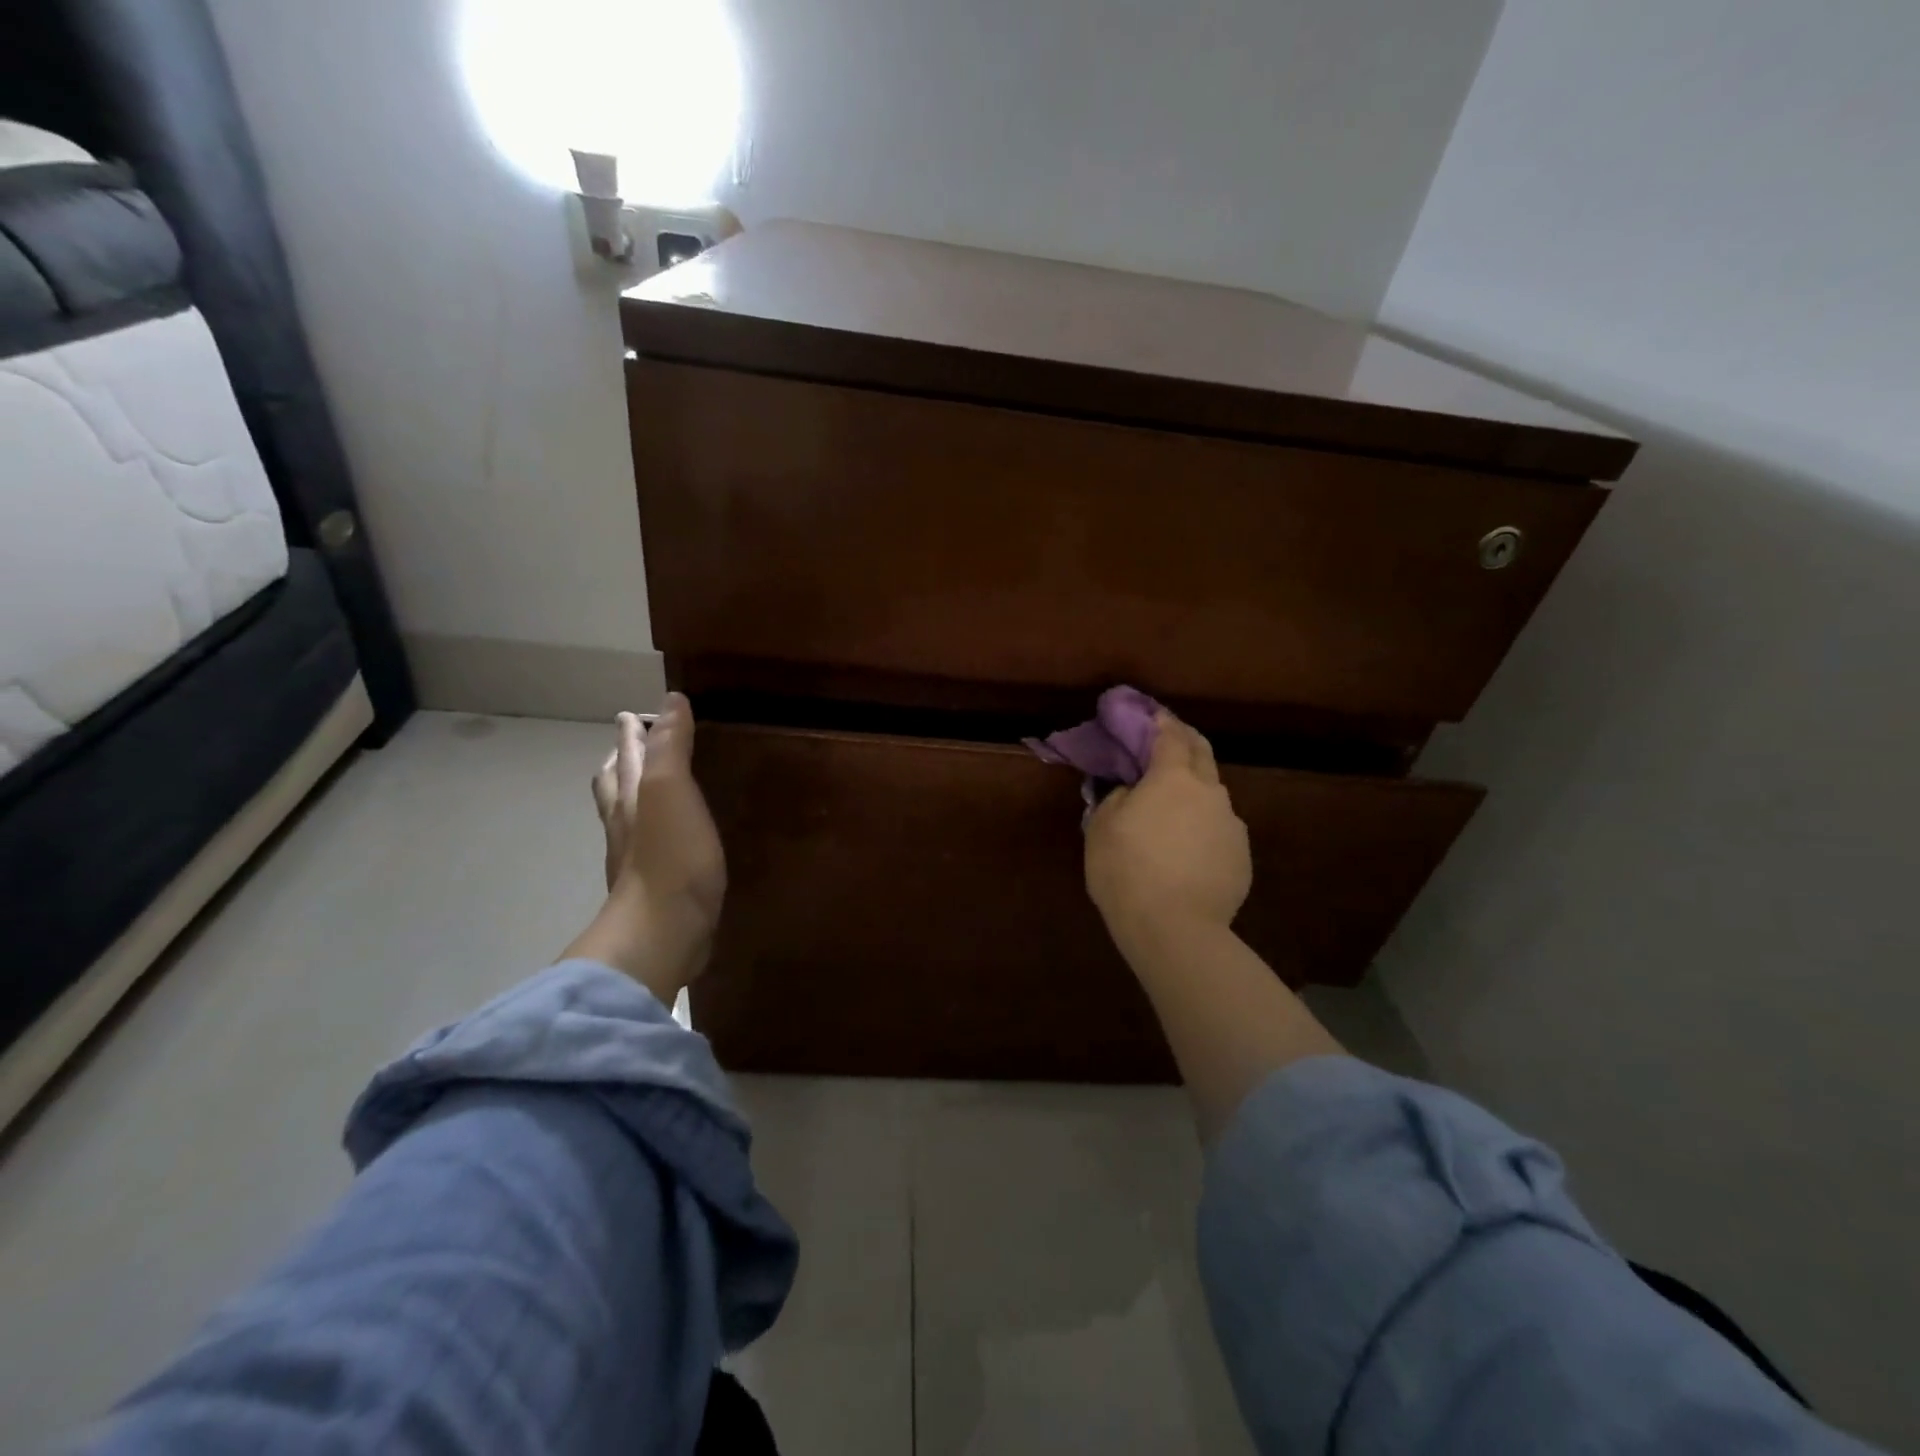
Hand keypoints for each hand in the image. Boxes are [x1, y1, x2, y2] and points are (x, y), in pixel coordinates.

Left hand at [567, 693, 726, 1002]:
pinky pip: (647, 847)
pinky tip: (669, 838)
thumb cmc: (671, 857)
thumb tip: (670, 701)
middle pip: (614, 787)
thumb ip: (670, 747)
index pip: (626, 756)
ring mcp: (635, 860)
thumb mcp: (671, 790)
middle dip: (620, 763)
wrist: (663, 932)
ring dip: (630, 796)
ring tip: (644, 787)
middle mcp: (625, 825)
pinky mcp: (654, 888)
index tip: (631, 714)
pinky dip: (651, 830)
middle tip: (627, 748)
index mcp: (630, 798)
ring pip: (625, 817)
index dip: (631, 734)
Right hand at [1085, 711, 1250, 948]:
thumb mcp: (1101, 827)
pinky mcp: (1242, 856)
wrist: (1175, 929)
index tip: (1152, 716)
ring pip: (1213, 797)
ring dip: (1195, 792)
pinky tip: (1188, 851)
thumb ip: (1116, 797)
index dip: (1160, 722)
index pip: (1170, 736)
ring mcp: (1231, 825)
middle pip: (1202, 754)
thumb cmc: (1126, 870)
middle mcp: (1210, 793)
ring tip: (1174, 812)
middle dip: (1186, 742)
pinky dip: (1204, 828)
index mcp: (1173, 778)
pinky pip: (1219, 830)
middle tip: (1170, 740)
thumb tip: (1130, 792)